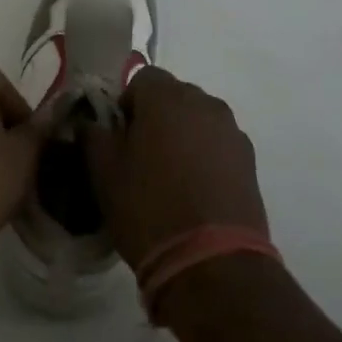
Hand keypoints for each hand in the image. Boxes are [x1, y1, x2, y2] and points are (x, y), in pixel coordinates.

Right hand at [84, 67, 268, 269]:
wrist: (212, 263)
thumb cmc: (148, 208)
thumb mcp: (102, 172)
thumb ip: (92, 134)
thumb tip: (91, 121)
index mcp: (166, 97)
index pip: (141, 78)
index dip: (126, 103)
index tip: (118, 136)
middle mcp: (204, 103)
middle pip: (174, 96)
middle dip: (156, 117)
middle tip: (140, 156)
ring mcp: (232, 132)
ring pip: (198, 120)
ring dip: (183, 136)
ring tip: (170, 176)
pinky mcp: (250, 161)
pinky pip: (218, 145)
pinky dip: (205, 157)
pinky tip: (194, 191)